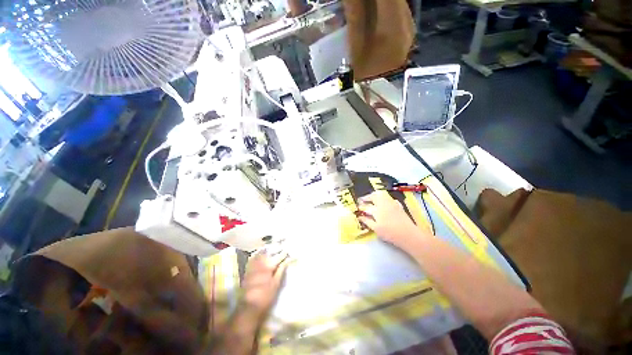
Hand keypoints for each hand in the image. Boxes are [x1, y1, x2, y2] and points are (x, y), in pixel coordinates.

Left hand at [242, 251, 289, 320]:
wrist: (249, 306)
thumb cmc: (266, 296)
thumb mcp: (276, 284)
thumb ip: (281, 270)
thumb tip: (287, 260)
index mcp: (268, 266)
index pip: (279, 256)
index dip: (284, 253)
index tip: (288, 251)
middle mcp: (260, 262)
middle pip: (270, 252)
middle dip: (276, 250)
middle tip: (282, 249)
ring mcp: (253, 265)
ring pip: (261, 253)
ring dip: (267, 250)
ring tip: (273, 250)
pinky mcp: (248, 269)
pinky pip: (253, 257)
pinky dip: (258, 254)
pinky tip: (262, 254)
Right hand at [357, 191, 428, 245]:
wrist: (409, 235)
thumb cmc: (390, 234)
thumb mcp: (376, 229)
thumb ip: (367, 221)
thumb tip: (359, 217)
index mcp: (377, 210)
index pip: (366, 206)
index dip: (361, 207)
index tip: (357, 208)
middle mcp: (383, 203)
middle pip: (373, 196)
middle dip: (366, 197)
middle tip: (362, 200)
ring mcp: (391, 203)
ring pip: (381, 194)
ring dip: (374, 195)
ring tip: (370, 199)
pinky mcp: (397, 205)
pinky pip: (388, 197)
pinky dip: (383, 197)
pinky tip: (382, 202)